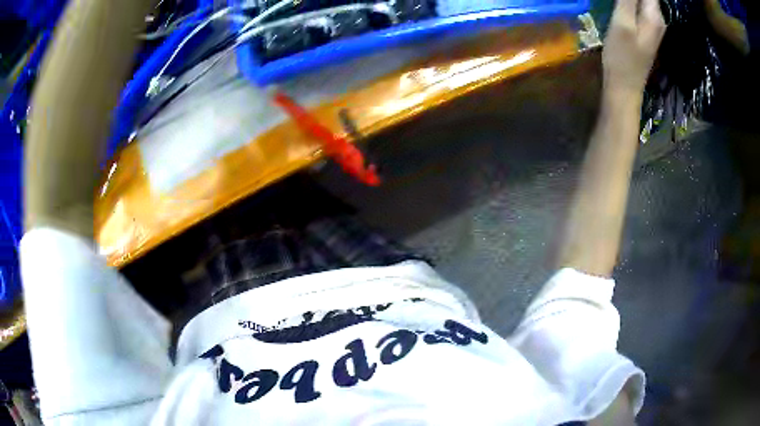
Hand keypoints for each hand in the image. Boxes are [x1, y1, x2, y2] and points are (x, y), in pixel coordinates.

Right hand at [603, 0, 665, 94]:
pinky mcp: (644, 29)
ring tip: (618, 3)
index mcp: (654, 15)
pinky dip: (630, 1)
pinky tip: (621, 2)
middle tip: (619, 0)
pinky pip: (638, 6)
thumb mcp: (623, 23)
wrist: (625, 87)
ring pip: (643, 0)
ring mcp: (652, 25)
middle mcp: (657, 18)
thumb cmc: (623, 57)